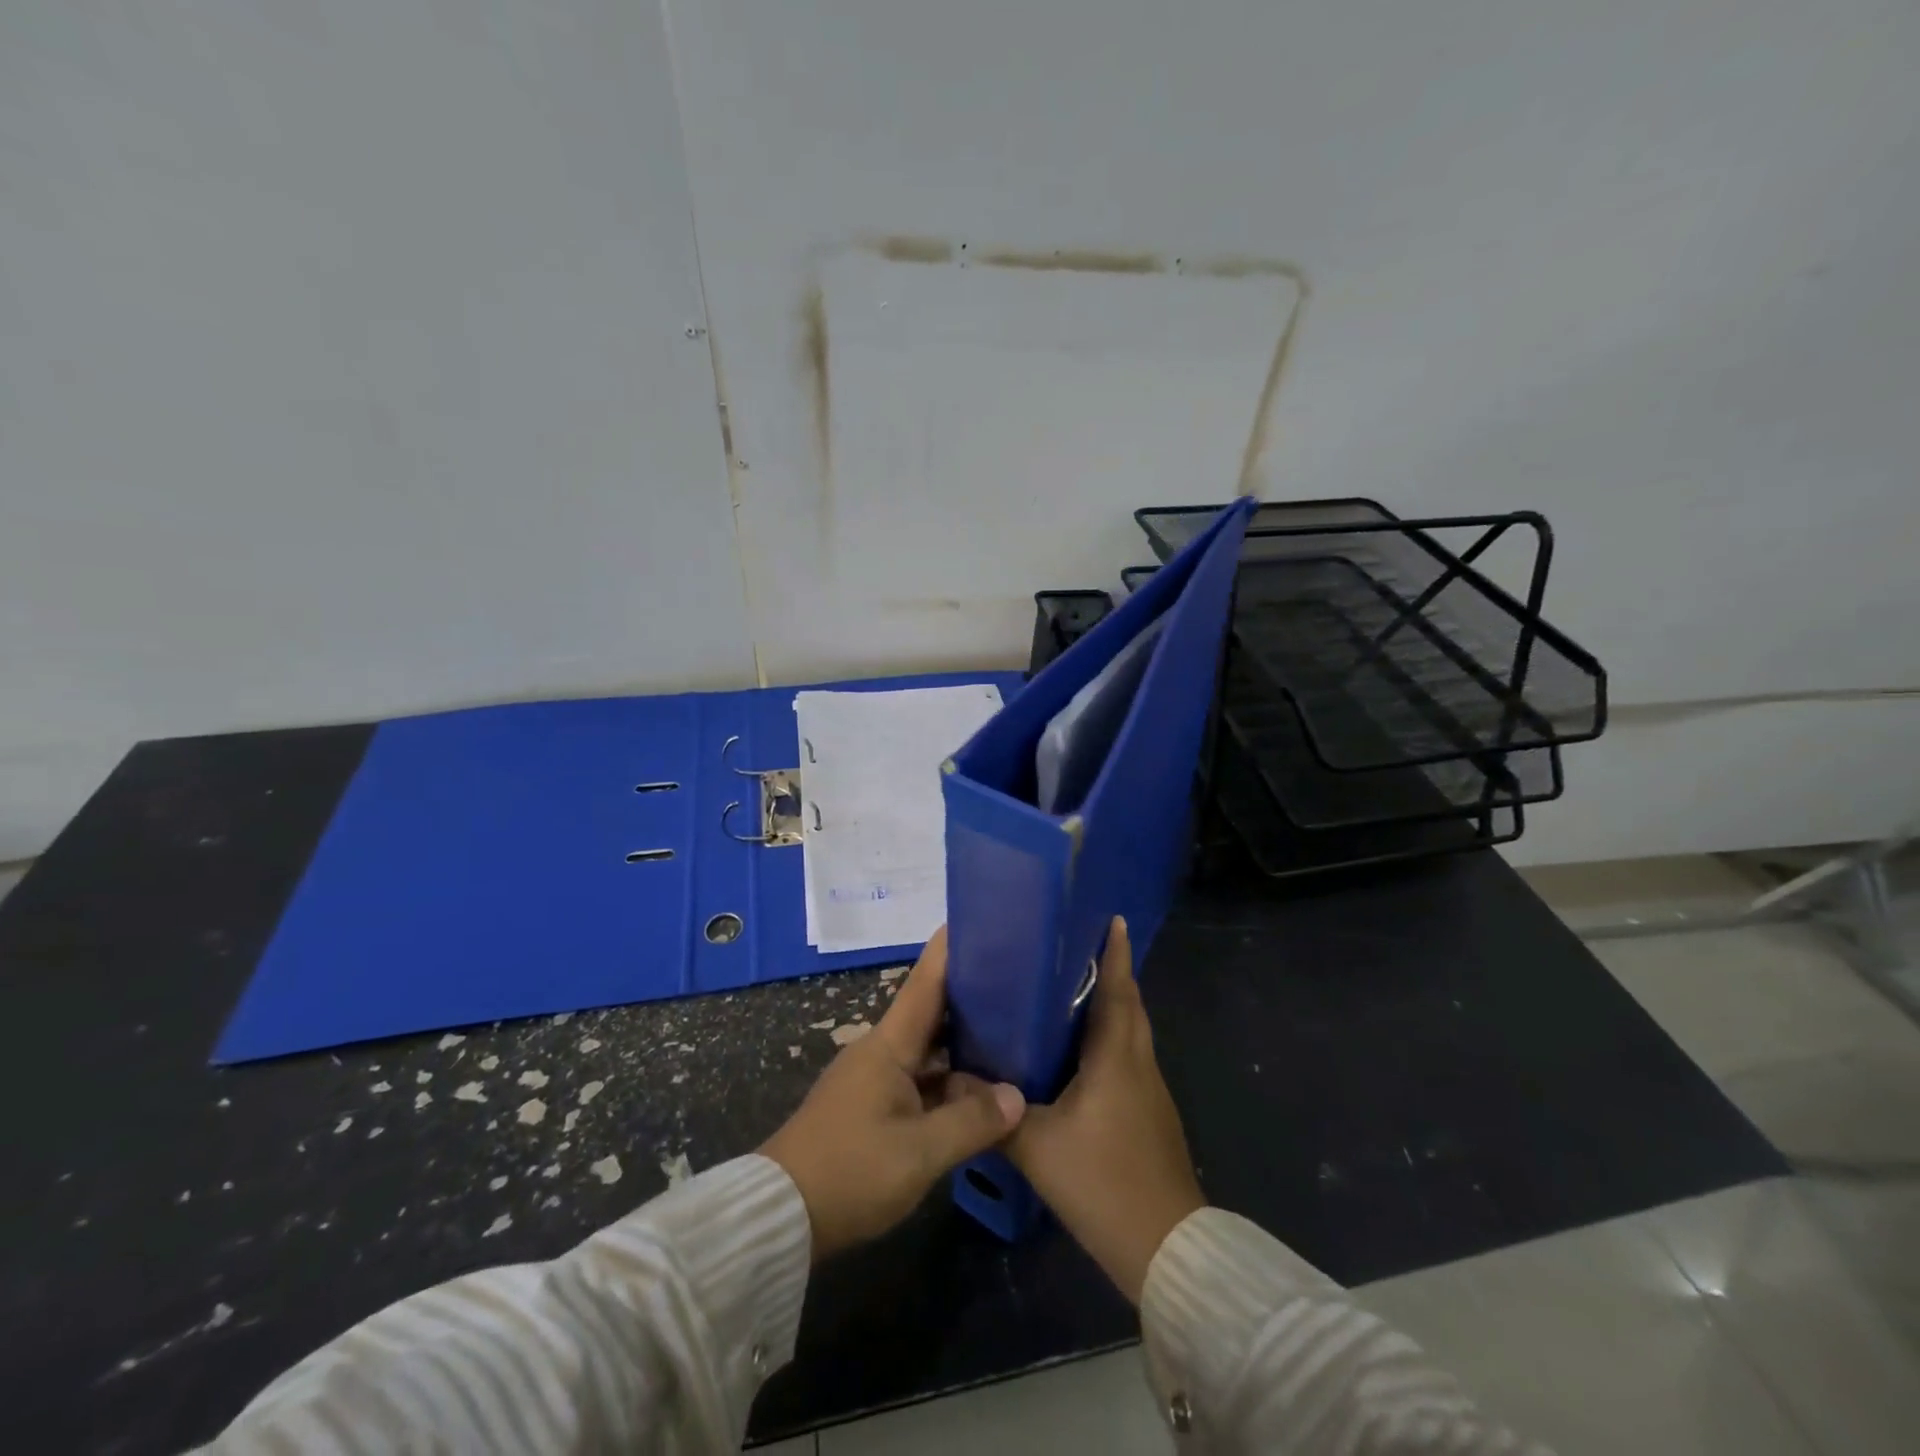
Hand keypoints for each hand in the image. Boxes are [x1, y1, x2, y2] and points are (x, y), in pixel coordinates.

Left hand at [761, 927, 1026, 1261]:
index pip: (926, 982)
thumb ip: (971, 1122)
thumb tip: (1016, 1096)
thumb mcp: (919, 1152)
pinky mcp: (871, 1108)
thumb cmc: (850, 1171)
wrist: (780, 1217)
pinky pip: (920, 1080)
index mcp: (889, 1045)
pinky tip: (979, 1092)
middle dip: (972, 996)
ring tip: (1012, 1034)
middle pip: (932, 1013)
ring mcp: (874, 1080)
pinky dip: (949, 1080)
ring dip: (964, 1045)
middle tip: (1018, 983)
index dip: (951, 949)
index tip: (980, 920)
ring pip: (928, 1051)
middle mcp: (881, 1051)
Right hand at [1005, 918, 1204, 1303]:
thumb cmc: (1102, 1181)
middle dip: (1110, 971)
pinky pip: (1128, 1056)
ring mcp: (1149, 1090)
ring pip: (1131, 1031)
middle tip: (1075, 946)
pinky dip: (1110, 1037)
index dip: (1115, 952)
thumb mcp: (1037, 1146)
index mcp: (1117, 1056)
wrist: (1165, 1249)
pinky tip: (1080, 1050)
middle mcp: (1138, 1062)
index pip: (1118, 989)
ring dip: (1111, 1003)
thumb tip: (953, 1077)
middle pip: (1128, 1004)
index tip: (1111, 917)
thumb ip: (994, 1110)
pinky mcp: (1149, 1113)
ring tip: (1071, 988)